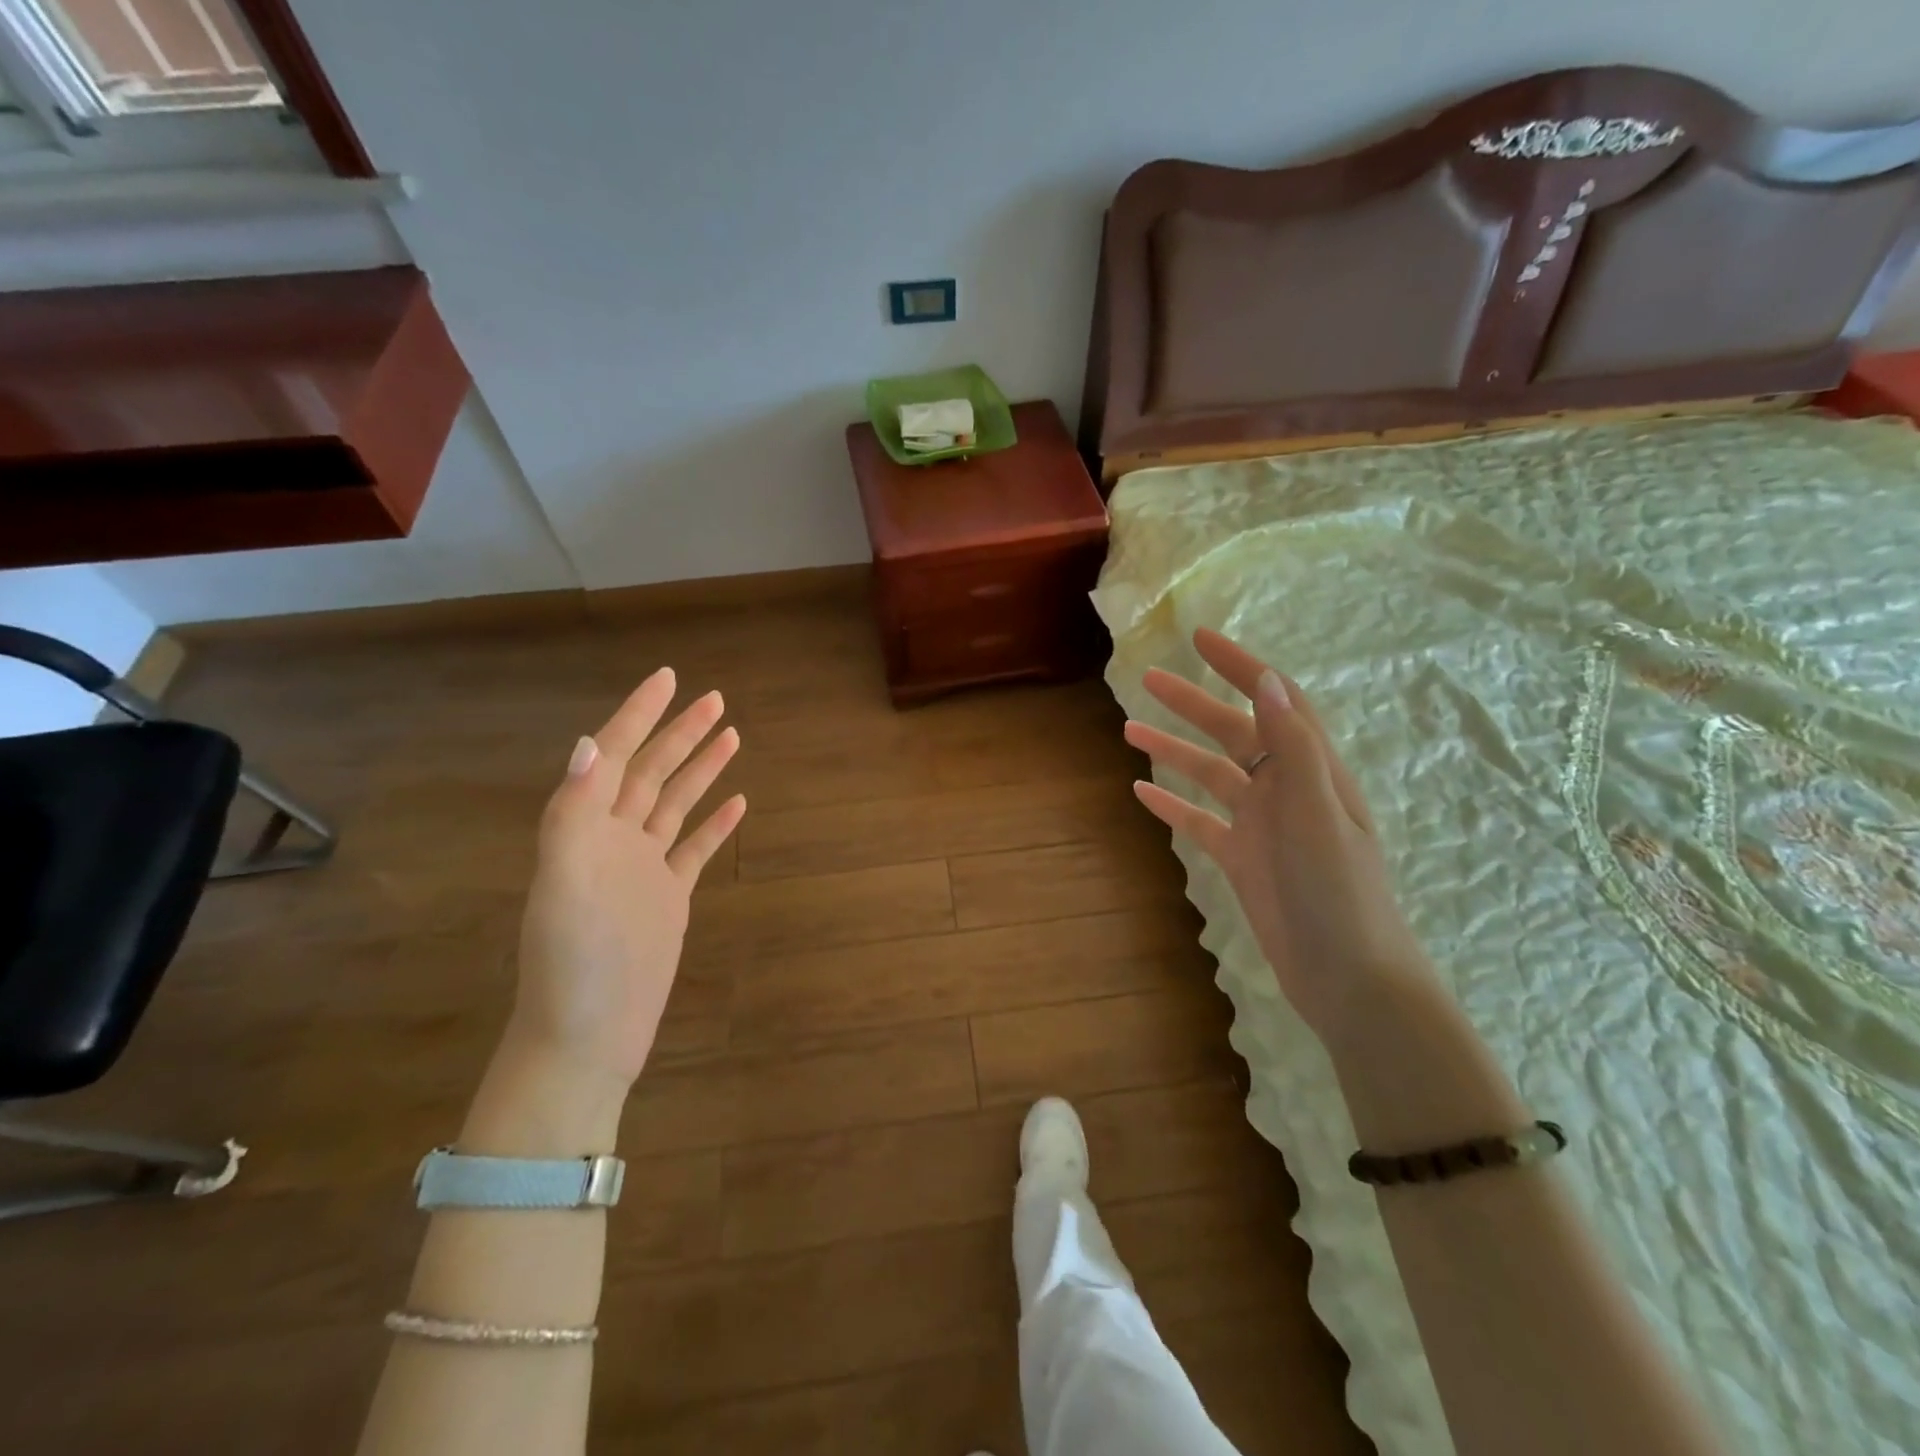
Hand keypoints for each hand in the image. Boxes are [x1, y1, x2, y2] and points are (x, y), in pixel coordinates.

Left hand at [510, 667, 745, 1090]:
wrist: (586, 1037)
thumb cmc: (572, 964)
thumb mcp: (563, 884)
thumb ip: (572, 813)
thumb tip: (588, 743)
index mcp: (584, 829)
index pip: (614, 756)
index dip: (638, 715)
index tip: (667, 678)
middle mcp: (613, 840)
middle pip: (651, 772)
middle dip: (680, 733)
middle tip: (715, 698)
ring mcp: (643, 868)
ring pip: (675, 803)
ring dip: (700, 768)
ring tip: (730, 734)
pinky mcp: (668, 897)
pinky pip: (694, 848)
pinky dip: (715, 823)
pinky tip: (737, 803)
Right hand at [1123, 628, 1435, 1048]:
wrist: (1349, 979)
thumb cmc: (1340, 894)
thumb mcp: (1318, 815)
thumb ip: (1293, 749)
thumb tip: (1267, 682)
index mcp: (1312, 771)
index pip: (1277, 702)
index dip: (1241, 668)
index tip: (1201, 639)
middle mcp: (1286, 790)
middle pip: (1235, 733)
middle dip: (1194, 704)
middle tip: (1149, 680)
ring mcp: (1262, 826)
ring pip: (1211, 775)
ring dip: (1175, 751)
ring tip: (1130, 732)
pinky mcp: (1242, 860)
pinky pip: (1200, 823)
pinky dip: (1172, 806)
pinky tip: (1141, 793)